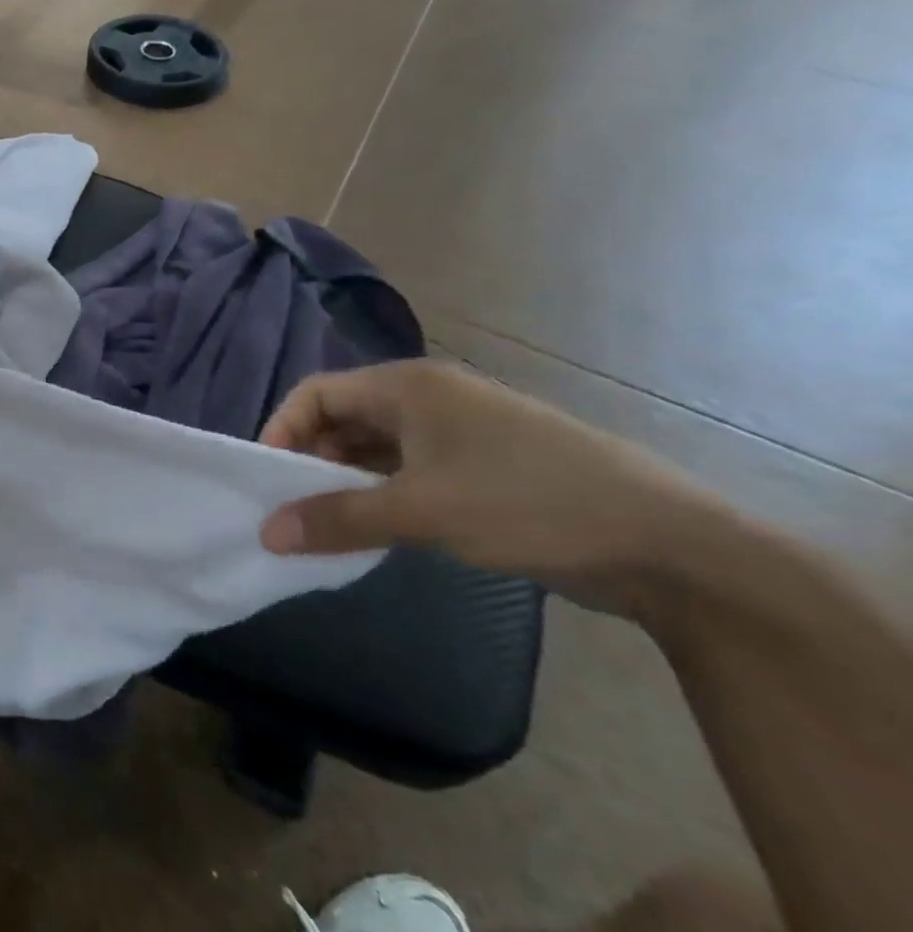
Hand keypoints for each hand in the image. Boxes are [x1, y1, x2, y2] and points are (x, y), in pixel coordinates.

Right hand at [258, 360, 741, 614]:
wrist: (666, 545)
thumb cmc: (528, 504)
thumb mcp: (421, 511)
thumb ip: (337, 518)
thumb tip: (266, 533)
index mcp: (408, 386)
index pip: (317, 393)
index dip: (282, 429)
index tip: (266, 479)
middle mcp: (427, 397)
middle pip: (343, 417)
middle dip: (310, 459)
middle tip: (292, 508)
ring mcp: (457, 432)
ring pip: (375, 447)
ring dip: (344, 480)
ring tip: (326, 524)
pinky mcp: (480, 466)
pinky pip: (407, 470)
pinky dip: (380, 493)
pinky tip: (375, 528)